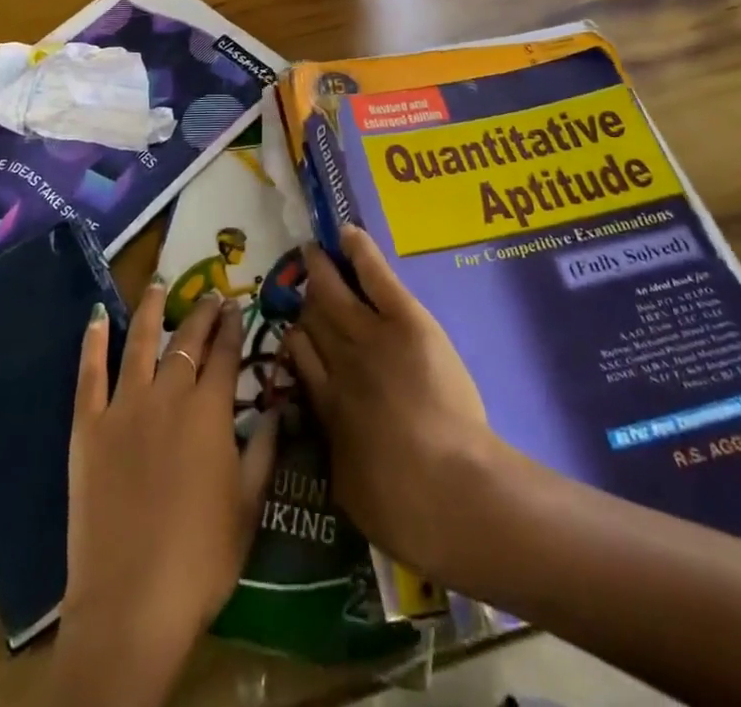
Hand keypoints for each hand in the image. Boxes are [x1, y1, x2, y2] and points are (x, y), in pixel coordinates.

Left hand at [52, 284, 277, 706]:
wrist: (131, 603)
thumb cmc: (200, 560)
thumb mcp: (248, 507)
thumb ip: (265, 451)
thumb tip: (279, 408)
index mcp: (210, 413)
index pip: (226, 355)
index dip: (233, 328)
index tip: (237, 307)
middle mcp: (168, 395)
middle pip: (187, 341)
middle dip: (202, 313)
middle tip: (210, 294)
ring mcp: (124, 407)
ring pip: (139, 342)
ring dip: (151, 309)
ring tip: (158, 283)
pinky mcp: (88, 427)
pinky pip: (89, 375)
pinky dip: (92, 343)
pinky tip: (96, 317)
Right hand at [283, 226, 499, 584]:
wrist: (445, 489)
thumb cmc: (400, 507)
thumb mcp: (350, 486)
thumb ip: (336, 452)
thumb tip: (329, 435)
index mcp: (324, 404)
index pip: (299, 355)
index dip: (295, 337)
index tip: (294, 327)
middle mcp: (337, 362)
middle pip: (312, 318)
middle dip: (303, 297)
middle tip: (297, 277)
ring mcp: (368, 335)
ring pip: (334, 293)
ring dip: (322, 270)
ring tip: (313, 251)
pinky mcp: (403, 320)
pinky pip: (375, 276)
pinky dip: (360, 252)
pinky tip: (348, 233)